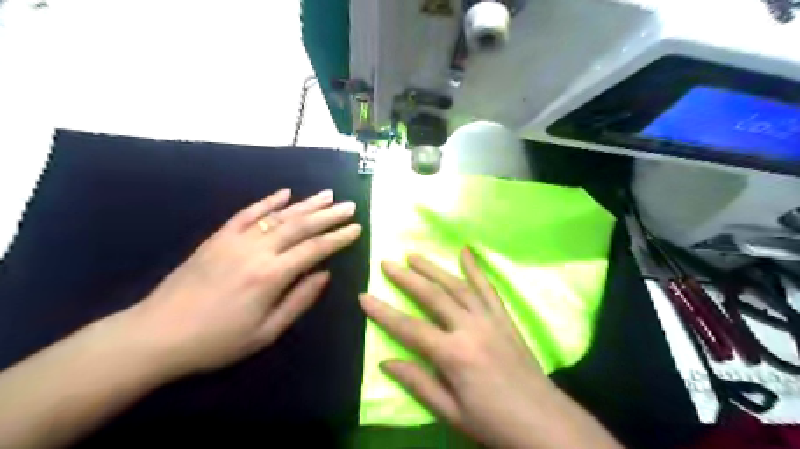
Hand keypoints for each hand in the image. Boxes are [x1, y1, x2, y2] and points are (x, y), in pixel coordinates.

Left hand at [124, 188, 361, 378]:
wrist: (156, 335)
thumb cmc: (217, 341)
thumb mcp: (266, 332)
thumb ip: (299, 300)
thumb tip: (325, 274)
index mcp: (271, 276)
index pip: (314, 249)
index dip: (338, 237)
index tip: (356, 228)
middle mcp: (256, 251)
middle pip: (300, 225)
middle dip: (329, 214)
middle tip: (349, 206)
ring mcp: (235, 240)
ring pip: (278, 215)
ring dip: (306, 204)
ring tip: (327, 195)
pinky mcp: (217, 237)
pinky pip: (246, 213)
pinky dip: (267, 201)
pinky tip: (285, 193)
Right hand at [359, 249, 621, 447]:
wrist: (545, 424)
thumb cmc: (493, 422)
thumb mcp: (451, 412)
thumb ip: (418, 383)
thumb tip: (387, 361)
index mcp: (453, 354)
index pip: (409, 328)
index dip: (383, 312)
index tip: (363, 296)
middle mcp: (470, 328)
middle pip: (432, 296)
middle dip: (407, 278)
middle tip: (387, 262)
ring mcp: (490, 320)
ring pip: (457, 286)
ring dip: (434, 268)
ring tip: (414, 255)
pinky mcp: (504, 318)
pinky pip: (488, 288)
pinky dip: (476, 268)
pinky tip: (466, 252)